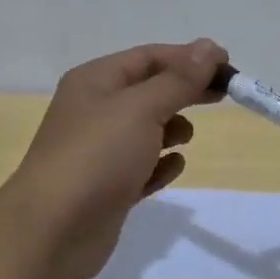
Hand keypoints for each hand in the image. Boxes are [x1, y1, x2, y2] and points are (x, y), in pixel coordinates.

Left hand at [0, 39, 226, 278]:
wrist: (52, 231)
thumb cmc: (97, 157)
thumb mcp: (141, 108)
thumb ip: (178, 80)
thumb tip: (208, 47)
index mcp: (95, 81)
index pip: (148, 57)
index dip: (188, 57)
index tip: (227, 65)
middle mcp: (95, 110)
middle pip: (150, 90)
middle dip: (185, 91)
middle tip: (224, 94)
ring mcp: (100, 150)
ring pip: (146, 129)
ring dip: (172, 128)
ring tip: (185, 138)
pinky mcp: (108, 187)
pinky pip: (142, 166)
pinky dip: (160, 165)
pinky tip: (172, 168)